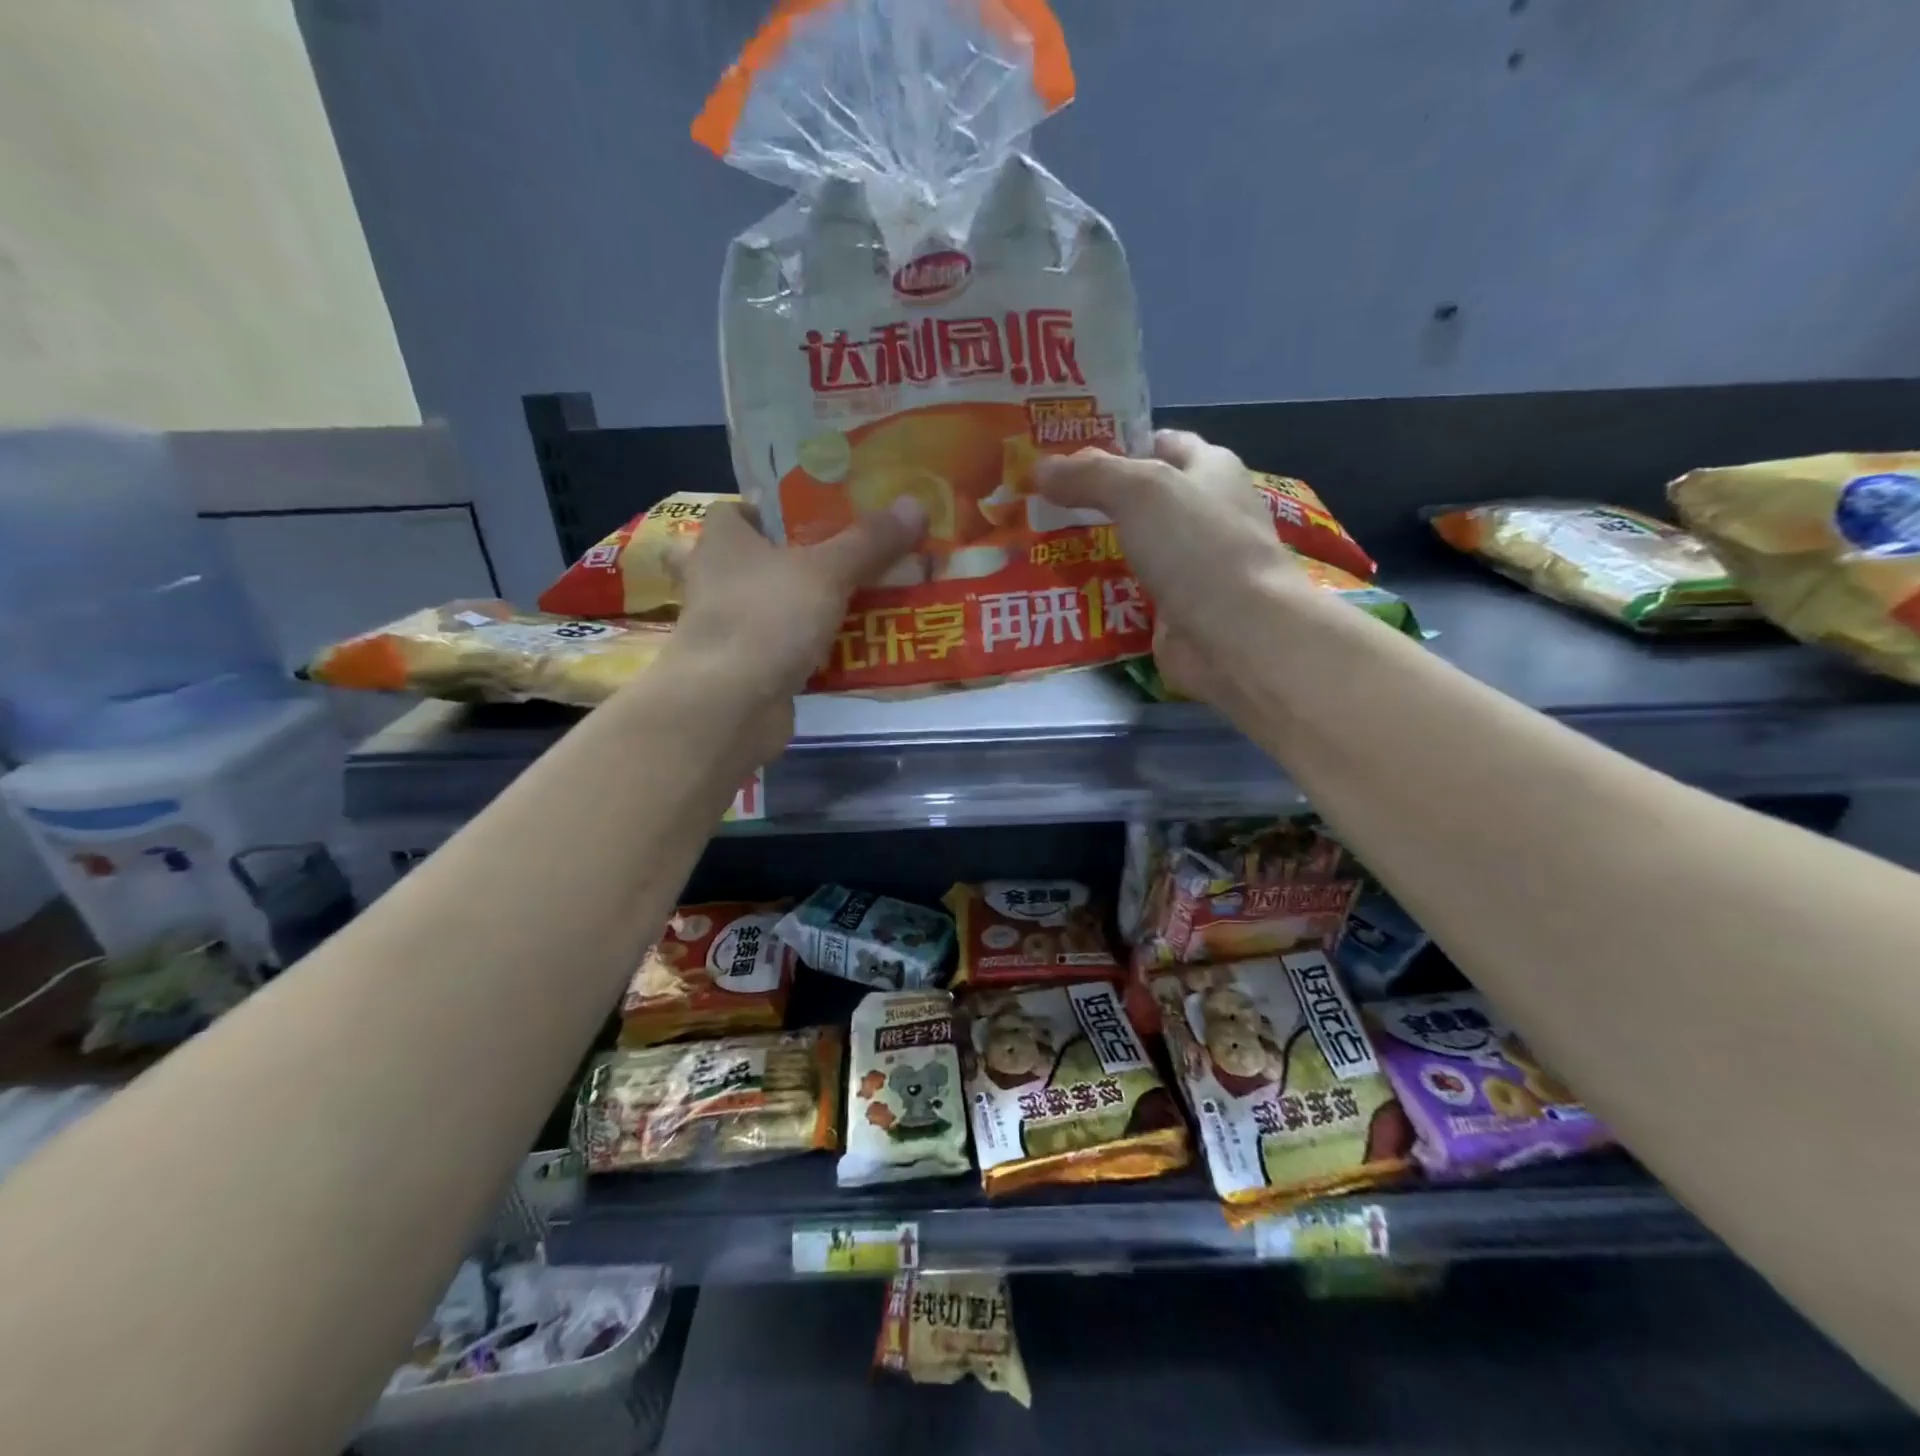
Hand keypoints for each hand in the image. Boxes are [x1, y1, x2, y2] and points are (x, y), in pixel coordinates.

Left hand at [662, 497, 925, 746]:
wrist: (728, 705)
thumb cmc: (766, 617)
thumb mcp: (827, 571)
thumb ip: (869, 542)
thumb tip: (915, 505)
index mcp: (723, 541)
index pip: (738, 511)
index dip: (772, 510)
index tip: (816, 515)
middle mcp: (718, 580)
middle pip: (765, 561)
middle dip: (805, 562)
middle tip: (856, 558)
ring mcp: (731, 629)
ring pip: (779, 608)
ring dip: (815, 608)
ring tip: (871, 600)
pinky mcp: (747, 670)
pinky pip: (789, 649)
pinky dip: (817, 650)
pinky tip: (856, 648)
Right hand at [1035, 430, 1296, 702]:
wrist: (1235, 635)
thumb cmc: (1197, 546)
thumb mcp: (1140, 491)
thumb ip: (1089, 475)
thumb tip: (1041, 468)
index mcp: (1211, 469)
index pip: (1161, 443)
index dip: (1117, 443)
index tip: (1065, 454)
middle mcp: (1203, 513)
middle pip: (1141, 498)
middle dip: (1093, 499)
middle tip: (1038, 501)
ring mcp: (1190, 565)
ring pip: (1130, 547)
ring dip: (1090, 548)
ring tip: (1036, 544)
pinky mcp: (1174, 608)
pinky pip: (1127, 591)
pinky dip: (1098, 590)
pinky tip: (1059, 588)